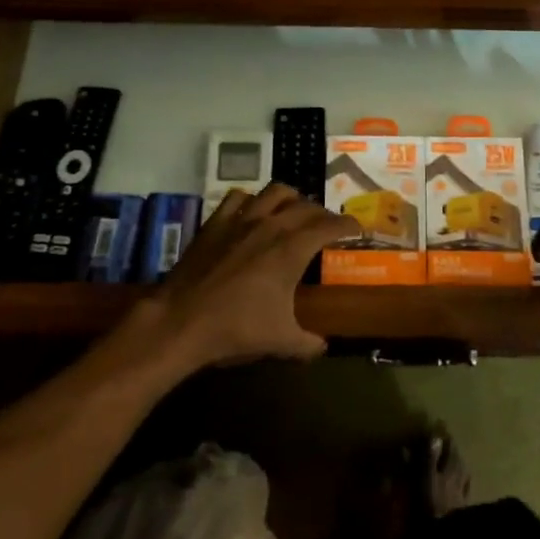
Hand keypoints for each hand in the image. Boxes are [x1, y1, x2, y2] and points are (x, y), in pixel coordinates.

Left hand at [150, 183, 358, 371]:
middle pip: (306, 206)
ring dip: (291, 198)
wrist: (181, 321)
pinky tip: (252, 212)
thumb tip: (323, 346)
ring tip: (294, 210)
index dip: (348, 225)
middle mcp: (272, 225)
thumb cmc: (236, 328)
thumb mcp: (280, 341)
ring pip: (275, 192)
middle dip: (323, 214)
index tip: (357, 229)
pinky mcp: (216, 222)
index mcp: (292, 249)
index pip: (330, 226)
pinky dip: (251, 200)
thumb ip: (307, 343)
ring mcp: (242, 219)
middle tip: (327, 227)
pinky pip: (239, 197)